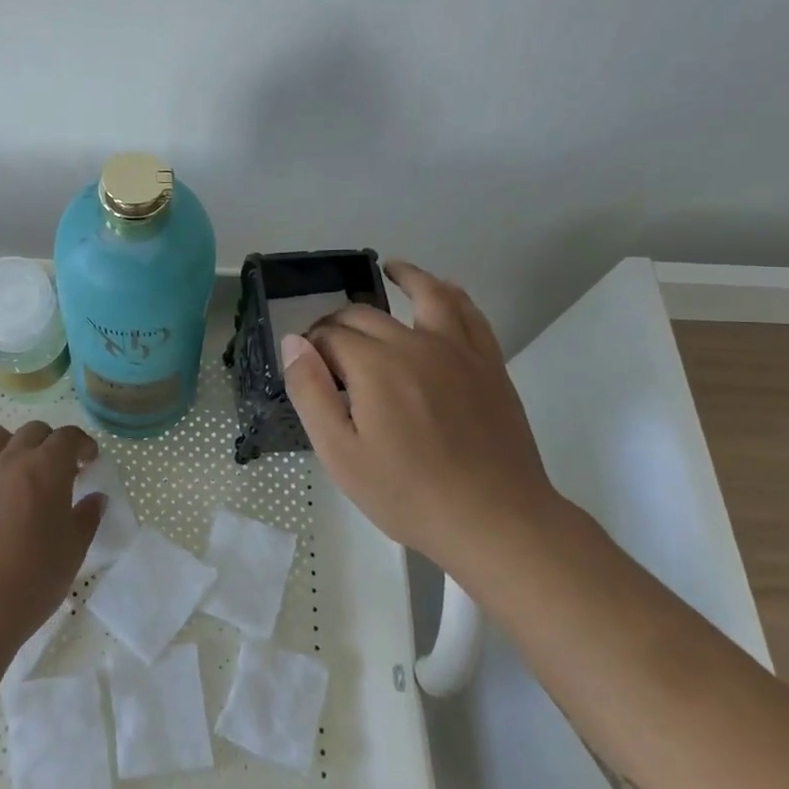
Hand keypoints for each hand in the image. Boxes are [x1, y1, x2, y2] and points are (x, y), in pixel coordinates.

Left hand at [0, 420, 102, 643]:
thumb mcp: (74, 549)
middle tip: (57, 469)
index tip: (89, 460)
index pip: (68, 437)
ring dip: (5, 441)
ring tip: (14, 466)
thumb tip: (96, 499)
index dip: (82, 444)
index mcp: (47, 468)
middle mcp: (11, 461)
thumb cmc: (35, 577)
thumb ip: (87, 517)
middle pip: (32, 430)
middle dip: (49, 442)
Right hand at [282, 260, 557, 573]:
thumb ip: (310, 392)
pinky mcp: (488, 363)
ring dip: (406, 276)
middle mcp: (414, 343)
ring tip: (390, 268)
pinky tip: (444, 290)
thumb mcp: (340, 454)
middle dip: (339, 323)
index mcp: (374, 365)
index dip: (312, 348)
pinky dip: (452, 293)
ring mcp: (457, 350)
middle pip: (366, 316)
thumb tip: (293, 342)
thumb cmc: (407, 493)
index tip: (307, 369)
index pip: (330, 337)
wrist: (495, 520)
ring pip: (427, 295)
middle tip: (328, 347)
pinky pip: (471, 314)